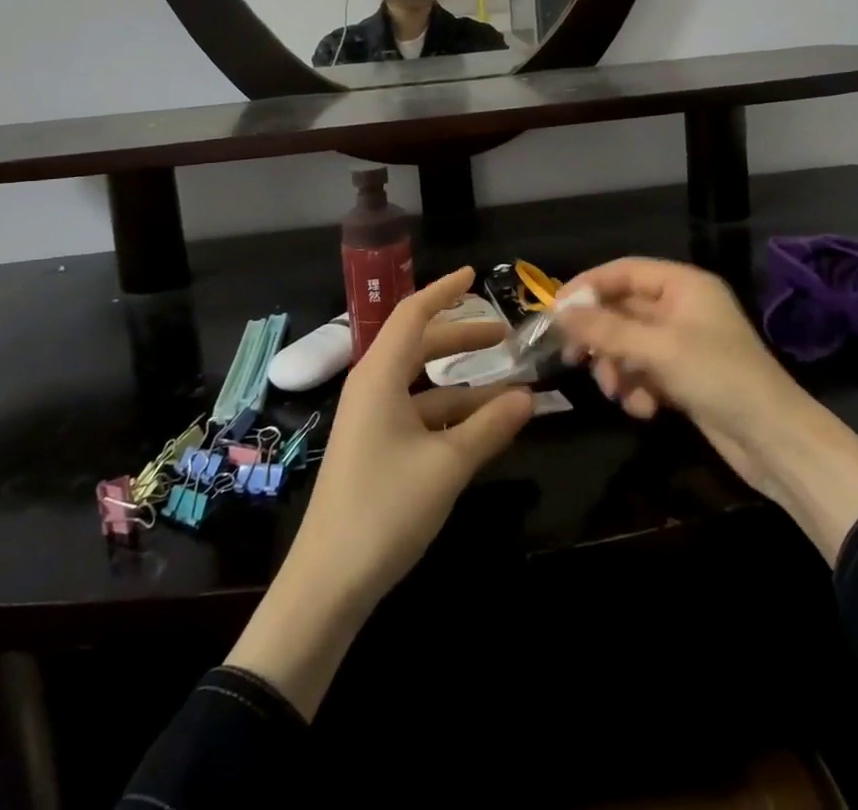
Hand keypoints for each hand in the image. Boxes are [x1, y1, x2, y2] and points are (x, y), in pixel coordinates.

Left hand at [298, 266, 535, 603]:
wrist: (327, 583)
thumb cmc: (385, 508)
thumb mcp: (448, 465)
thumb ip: (491, 426)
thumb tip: (530, 396)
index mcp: (379, 376)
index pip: (412, 314)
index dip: (443, 291)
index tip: (474, 275)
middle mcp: (372, 388)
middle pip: (420, 346)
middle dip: (462, 337)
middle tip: (504, 336)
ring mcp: (372, 420)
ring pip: (423, 385)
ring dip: (464, 384)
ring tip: (510, 391)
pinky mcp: (375, 449)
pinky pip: (418, 415)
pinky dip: (451, 415)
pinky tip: (483, 429)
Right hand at [556, 258, 857, 560]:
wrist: (775, 440)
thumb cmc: (718, 377)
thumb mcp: (657, 349)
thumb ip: (606, 329)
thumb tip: (559, 312)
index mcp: (683, 285)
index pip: (624, 271)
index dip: (588, 286)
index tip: (555, 310)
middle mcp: (682, 307)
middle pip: (623, 310)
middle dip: (601, 337)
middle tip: (574, 357)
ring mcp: (683, 343)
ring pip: (629, 344)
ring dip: (618, 368)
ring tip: (617, 392)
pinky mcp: (684, 377)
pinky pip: (645, 371)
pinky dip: (638, 388)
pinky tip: (644, 409)